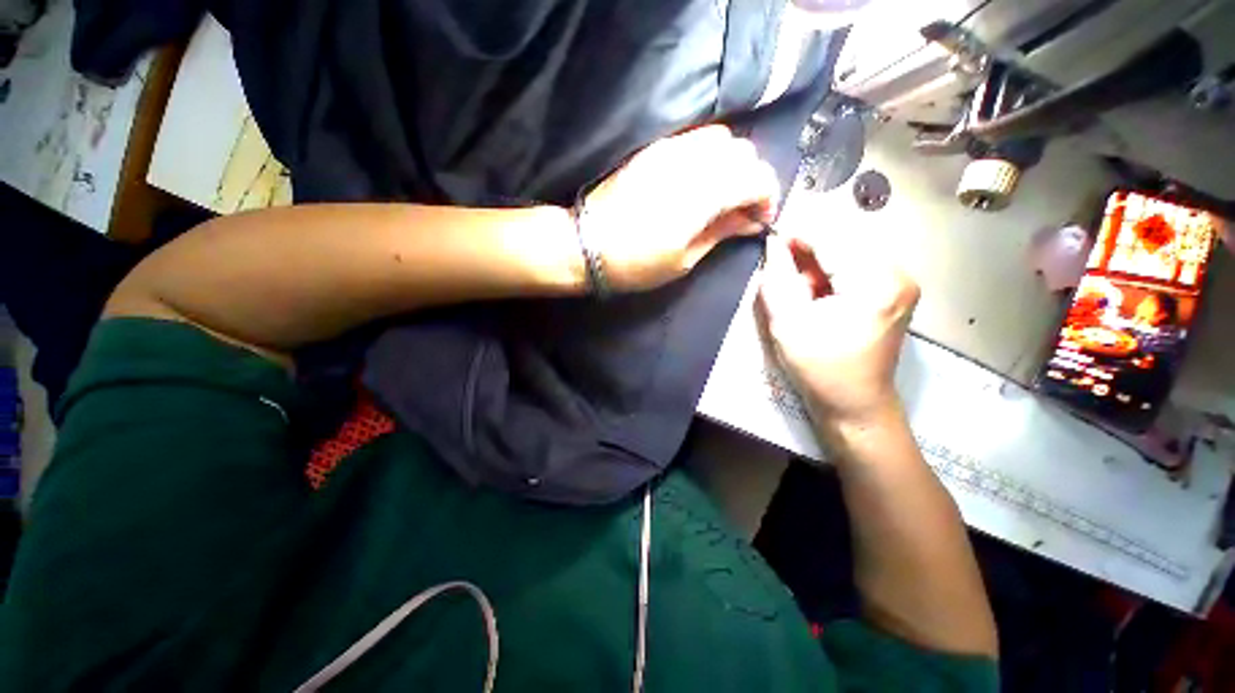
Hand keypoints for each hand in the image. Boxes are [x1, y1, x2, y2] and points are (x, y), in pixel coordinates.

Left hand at [581, 125, 780, 290]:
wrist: (588, 244)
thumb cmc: (636, 263)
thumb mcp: (684, 260)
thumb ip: (721, 232)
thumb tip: (751, 221)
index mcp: (703, 194)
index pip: (757, 177)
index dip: (767, 198)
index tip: (760, 220)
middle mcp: (692, 161)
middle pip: (744, 152)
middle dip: (752, 179)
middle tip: (741, 210)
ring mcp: (671, 149)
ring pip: (722, 139)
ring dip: (732, 164)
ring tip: (721, 194)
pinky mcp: (655, 148)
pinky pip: (696, 138)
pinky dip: (710, 155)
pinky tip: (700, 180)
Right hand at [756, 234, 919, 428]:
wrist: (855, 404)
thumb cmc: (819, 369)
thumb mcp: (787, 323)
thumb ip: (777, 279)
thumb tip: (773, 244)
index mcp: (875, 284)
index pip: (832, 240)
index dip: (798, 234)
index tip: (770, 234)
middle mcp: (898, 275)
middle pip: (843, 244)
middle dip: (808, 254)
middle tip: (782, 272)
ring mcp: (901, 283)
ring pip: (848, 255)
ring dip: (818, 266)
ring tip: (800, 292)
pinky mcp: (896, 292)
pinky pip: (857, 268)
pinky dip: (831, 276)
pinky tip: (817, 296)